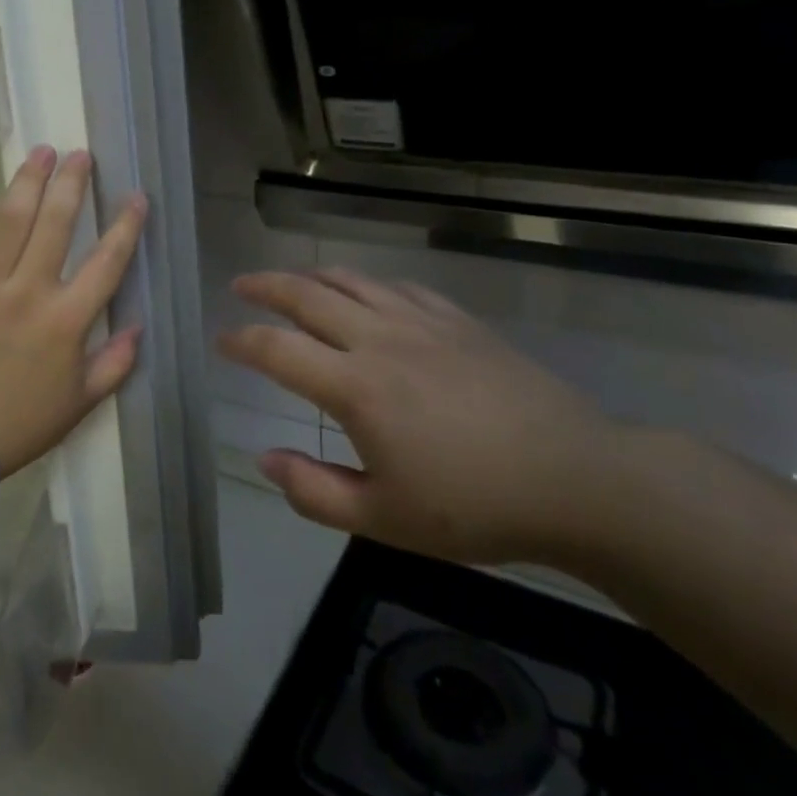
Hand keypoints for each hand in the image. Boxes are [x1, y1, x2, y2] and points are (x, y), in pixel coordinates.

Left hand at [0, 146, 148, 476]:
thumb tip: (137, 327)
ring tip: (41, 152)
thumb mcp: (79, 404)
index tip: (136, 196)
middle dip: (72, 183)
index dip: (126, 225)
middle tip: (80, 154)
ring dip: (28, 181)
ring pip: (9, 220)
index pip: (107, 261)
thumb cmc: (17, 424)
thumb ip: (114, 365)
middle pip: (56, 224)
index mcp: (66, 319)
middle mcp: (27, 290)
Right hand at [218, 268, 622, 564]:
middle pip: (307, 295)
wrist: (575, 479)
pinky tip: (365, 293)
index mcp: (355, 387)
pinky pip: (397, 287)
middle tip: (241, 285)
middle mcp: (380, 339)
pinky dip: (366, 284)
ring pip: (351, 280)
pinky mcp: (457, 321)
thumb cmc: (474, 507)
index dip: (241, 341)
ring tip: (291, 281)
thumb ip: (314, 490)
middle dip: (265, 286)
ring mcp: (421, 322)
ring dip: (311, 275)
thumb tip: (264, 459)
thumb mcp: (384, 519)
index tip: (221, 341)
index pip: (277, 349)